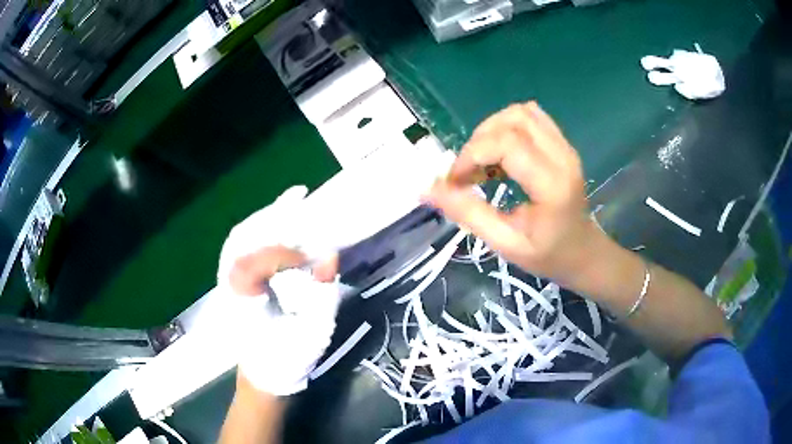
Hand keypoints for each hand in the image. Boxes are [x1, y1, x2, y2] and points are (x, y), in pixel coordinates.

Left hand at [217, 187, 341, 395]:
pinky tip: (279, 219)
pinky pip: (244, 245)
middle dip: (270, 216)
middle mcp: (228, 284)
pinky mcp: (236, 279)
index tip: (310, 255)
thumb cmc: (288, 358)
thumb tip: (328, 255)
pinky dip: (261, 229)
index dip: (281, 252)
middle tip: (299, 198)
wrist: (264, 373)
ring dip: (266, 217)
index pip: (251, 263)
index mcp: (242, 302)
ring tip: (292, 201)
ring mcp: (227, 280)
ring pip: (240, 238)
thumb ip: (322, 295)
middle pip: (240, 239)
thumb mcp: (312, 333)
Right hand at [425, 102, 600, 286]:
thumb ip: (468, 214)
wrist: (583, 253)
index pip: (506, 144)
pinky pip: (532, 118)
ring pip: (521, 113)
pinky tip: (501, 154)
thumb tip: (427, 189)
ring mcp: (565, 147)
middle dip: (479, 141)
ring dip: (492, 130)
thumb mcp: (505, 243)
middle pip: (513, 120)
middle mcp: (562, 156)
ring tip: (483, 162)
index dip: (472, 155)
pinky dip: (508, 128)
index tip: (455, 181)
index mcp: (552, 185)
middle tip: (468, 172)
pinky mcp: (563, 144)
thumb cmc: (547, 255)